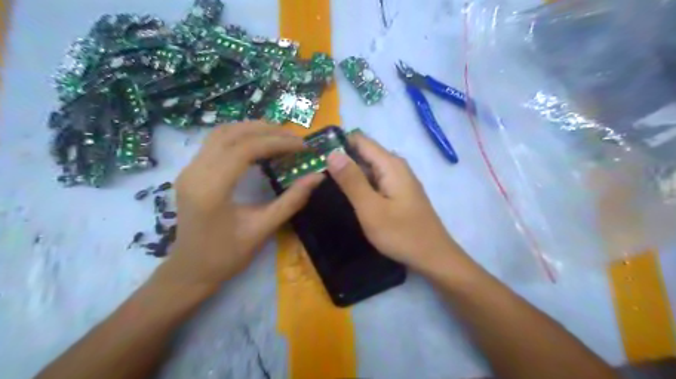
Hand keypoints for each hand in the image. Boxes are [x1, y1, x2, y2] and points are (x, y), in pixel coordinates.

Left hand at [158, 121, 327, 289]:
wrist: (190, 270)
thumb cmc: (227, 255)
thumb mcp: (263, 229)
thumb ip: (291, 201)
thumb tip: (317, 177)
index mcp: (212, 189)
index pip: (245, 150)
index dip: (277, 143)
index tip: (302, 146)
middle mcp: (195, 172)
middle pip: (232, 135)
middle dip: (267, 131)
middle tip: (294, 138)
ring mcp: (189, 169)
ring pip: (221, 133)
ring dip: (252, 129)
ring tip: (279, 135)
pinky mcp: (190, 171)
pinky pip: (215, 142)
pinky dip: (239, 136)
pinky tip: (257, 143)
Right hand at [326, 134, 462, 271]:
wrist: (433, 257)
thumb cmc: (401, 233)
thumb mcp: (371, 208)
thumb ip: (351, 180)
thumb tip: (332, 153)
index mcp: (390, 164)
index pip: (359, 140)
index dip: (337, 144)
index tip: (316, 154)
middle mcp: (395, 166)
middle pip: (363, 153)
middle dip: (341, 159)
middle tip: (315, 172)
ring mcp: (398, 180)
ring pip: (368, 168)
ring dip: (349, 173)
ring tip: (324, 182)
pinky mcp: (398, 193)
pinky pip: (375, 181)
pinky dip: (360, 184)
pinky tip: (347, 194)